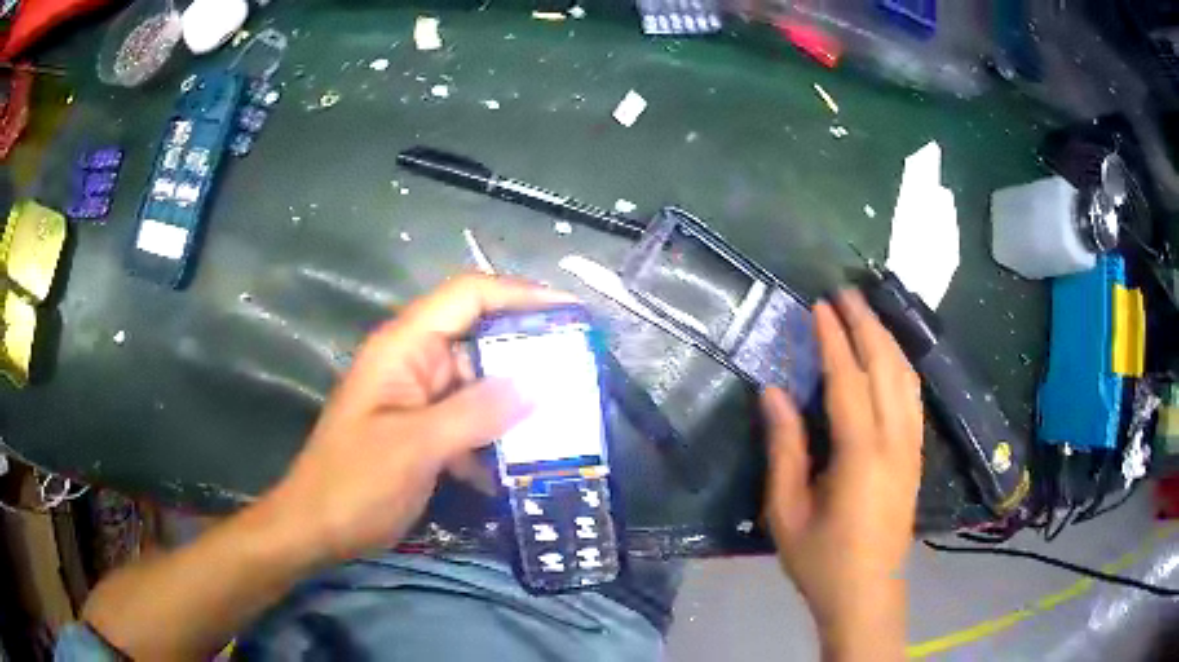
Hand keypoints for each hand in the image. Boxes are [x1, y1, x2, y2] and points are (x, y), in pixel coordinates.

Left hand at [265, 274, 572, 561]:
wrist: (316, 529)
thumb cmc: (353, 484)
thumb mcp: (414, 447)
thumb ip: (476, 413)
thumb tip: (538, 385)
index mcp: (404, 347)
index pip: (468, 296)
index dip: (520, 294)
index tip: (571, 314)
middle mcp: (414, 362)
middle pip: (480, 338)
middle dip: (529, 355)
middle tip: (580, 375)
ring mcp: (419, 398)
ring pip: (480, 384)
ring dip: (517, 402)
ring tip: (566, 420)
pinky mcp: (424, 430)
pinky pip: (470, 420)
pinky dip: (496, 435)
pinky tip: (522, 462)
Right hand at [761, 290, 922, 658]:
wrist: (867, 593)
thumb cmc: (821, 560)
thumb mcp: (787, 510)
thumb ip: (784, 448)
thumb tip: (773, 392)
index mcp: (861, 454)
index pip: (848, 379)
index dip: (834, 338)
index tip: (819, 305)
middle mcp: (895, 441)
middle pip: (886, 366)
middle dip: (866, 324)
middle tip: (845, 293)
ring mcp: (911, 447)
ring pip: (906, 377)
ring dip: (887, 339)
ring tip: (866, 313)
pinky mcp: (916, 456)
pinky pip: (913, 397)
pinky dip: (900, 365)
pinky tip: (889, 357)